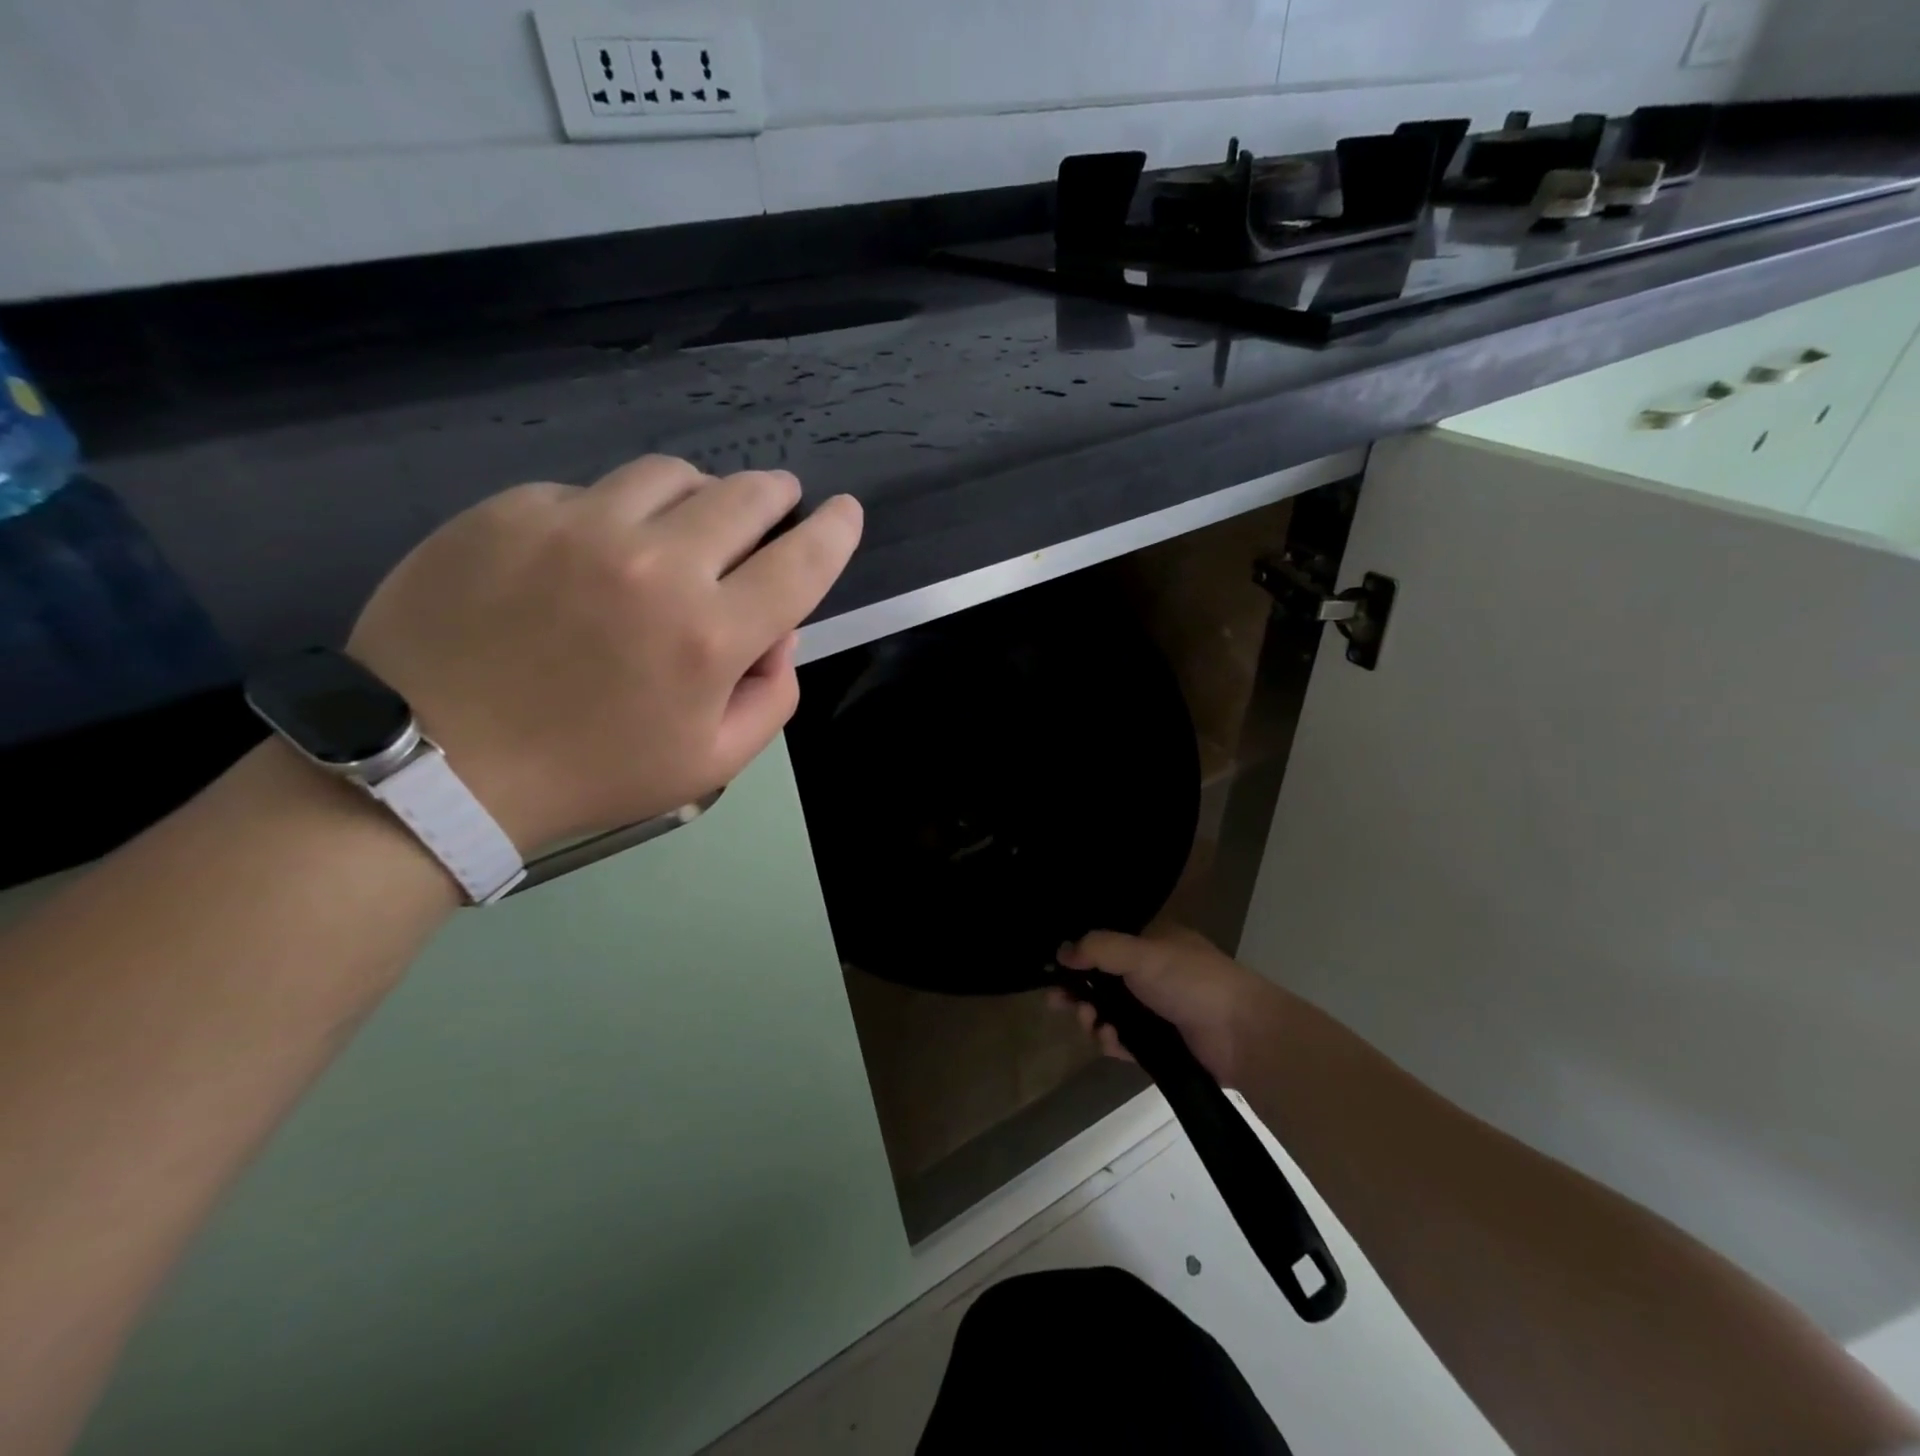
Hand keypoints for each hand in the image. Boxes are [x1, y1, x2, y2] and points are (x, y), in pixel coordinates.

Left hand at [348, 456, 860, 852]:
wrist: (435, 765)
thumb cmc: (590, 772)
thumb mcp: (711, 762)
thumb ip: (772, 695)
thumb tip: (778, 630)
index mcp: (709, 635)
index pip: (802, 561)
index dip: (836, 531)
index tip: (846, 513)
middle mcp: (654, 564)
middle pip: (744, 495)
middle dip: (775, 496)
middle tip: (776, 504)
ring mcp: (577, 527)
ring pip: (671, 475)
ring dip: (700, 494)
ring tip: (688, 524)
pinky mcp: (511, 511)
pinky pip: (590, 492)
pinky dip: (614, 515)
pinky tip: (593, 554)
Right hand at [1051, 925, 1286, 1088]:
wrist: (1244, 1035)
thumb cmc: (1193, 982)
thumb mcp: (1142, 955)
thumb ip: (1099, 948)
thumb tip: (1062, 950)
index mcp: (1154, 943)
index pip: (1107, 944)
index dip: (1079, 956)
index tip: (1056, 970)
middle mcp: (1154, 973)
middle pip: (1103, 981)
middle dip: (1080, 993)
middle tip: (1058, 1003)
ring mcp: (1158, 1010)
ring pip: (1111, 1013)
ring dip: (1095, 1019)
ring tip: (1093, 1026)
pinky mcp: (1162, 1043)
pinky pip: (1126, 1041)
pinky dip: (1113, 1041)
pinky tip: (1111, 1043)